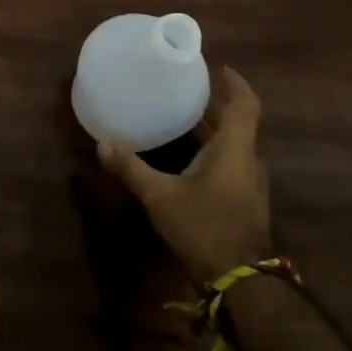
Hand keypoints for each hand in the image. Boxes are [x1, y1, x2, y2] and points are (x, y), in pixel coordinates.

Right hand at [98, 65, 270, 282]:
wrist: (242, 283)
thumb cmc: (205, 228)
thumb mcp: (160, 197)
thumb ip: (131, 168)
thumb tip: (102, 143)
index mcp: (235, 149)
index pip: (245, 105)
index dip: (234, 83)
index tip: (216, 67)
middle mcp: (248, 161)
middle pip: (236, 122)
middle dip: (212, 104)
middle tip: (183, 87)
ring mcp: (249, 183)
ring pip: (232, 144)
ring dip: (211, 128)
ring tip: (181, 115)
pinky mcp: (244, 201)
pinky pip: (229, 162)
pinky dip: (211, 150)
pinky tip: (186, 156)